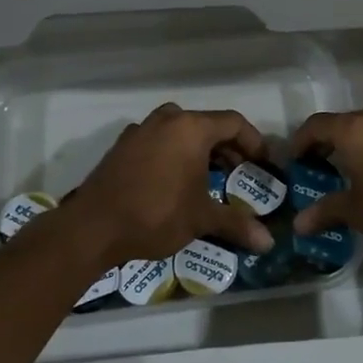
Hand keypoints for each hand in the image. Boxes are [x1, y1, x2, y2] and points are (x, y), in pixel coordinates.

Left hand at [60, 103, 275, 266]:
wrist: (93, 227)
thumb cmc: (155, 214)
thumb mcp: (201, 218)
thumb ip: (236, 224)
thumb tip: (269, 243)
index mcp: (191, 128)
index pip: (233, 123)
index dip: (254, 141)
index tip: (263, 163)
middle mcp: (167, 119)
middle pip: (207, 124)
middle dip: (228, 147)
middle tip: (241, 172)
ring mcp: (141, 130)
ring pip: (181, 131)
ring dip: (200, 149)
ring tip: (211, 176)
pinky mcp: (122, 145)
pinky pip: (159, 140)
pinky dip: (174, 153)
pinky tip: (175, 180)